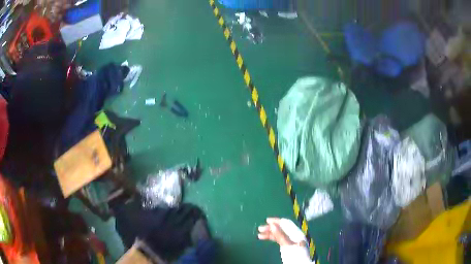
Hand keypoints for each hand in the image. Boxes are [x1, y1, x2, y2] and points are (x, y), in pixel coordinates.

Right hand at [257, 218, 294, 246]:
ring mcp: (290, 241)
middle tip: (260, 228)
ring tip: (259, 235)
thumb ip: (280, 235)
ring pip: (279, 234)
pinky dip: (271, 237)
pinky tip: (265, 238)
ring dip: (269, 233)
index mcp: (296, 233)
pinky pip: (278, 239)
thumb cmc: (295, 255)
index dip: (277, 221)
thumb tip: (272, 225)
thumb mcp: (287, 245)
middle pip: (281, 228)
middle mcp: (293, 235)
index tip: (267, 220)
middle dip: (271, 227)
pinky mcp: (286, 246)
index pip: (286, 223)